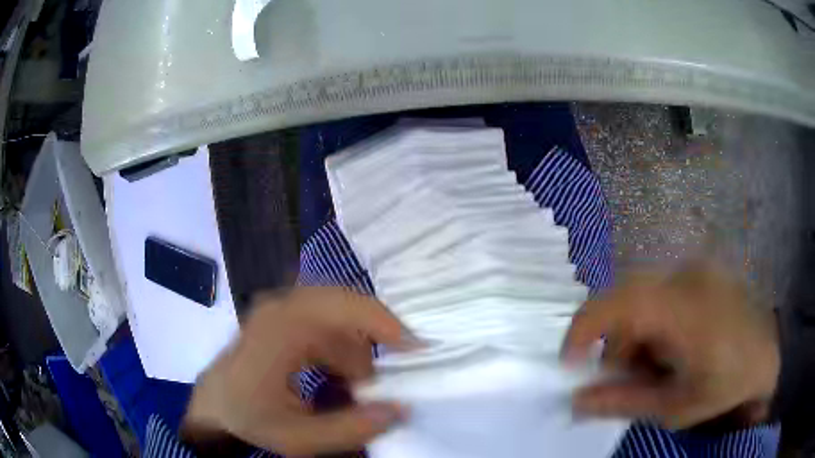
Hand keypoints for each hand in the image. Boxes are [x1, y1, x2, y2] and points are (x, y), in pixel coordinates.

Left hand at [182, 288, 410, 455]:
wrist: (214, 406)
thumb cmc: (248, 418)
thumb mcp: (298, 438)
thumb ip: (351, 427)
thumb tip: (401, 408)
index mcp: (283, 329)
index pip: (347, 310)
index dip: (388, 325)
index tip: (418, 350)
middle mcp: (283, 307)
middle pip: (348, 306)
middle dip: (376, 339)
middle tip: (390, 375)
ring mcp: (281, 308)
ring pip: (340, 317)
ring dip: (355, 353)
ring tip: (353, 390)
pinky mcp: (282, 316)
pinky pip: (326, 323)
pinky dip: (341, 350)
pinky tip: (337, 378)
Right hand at [562, 262, 779, 428]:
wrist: (770, 355)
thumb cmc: (727, 385)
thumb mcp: (675, 407)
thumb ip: (623, 402)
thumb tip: (575, 401)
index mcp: (683, 309)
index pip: (616, 303)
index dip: (583, 330)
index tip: (570, 363)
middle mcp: (687, 276)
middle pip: (625, 298)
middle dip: (615, 341)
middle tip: (626, 376)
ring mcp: (696, 268)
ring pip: (642, 295)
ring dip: (637, 333)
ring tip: (656, 366)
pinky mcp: (702, 271)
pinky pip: (662, 292)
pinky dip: (654, 322)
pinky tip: (673, 346)